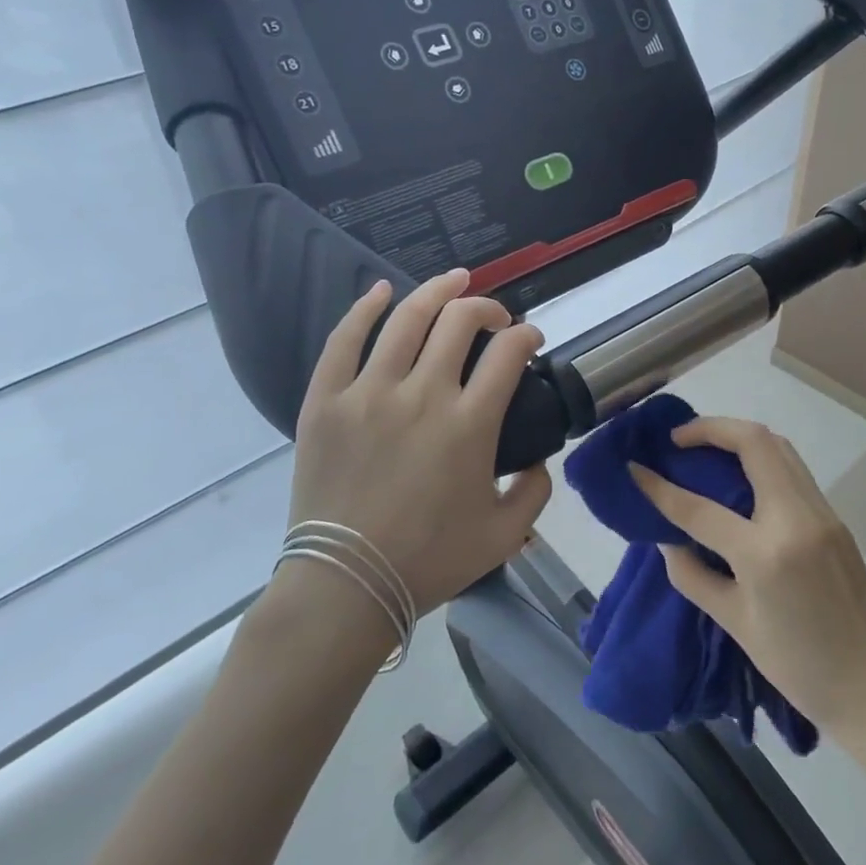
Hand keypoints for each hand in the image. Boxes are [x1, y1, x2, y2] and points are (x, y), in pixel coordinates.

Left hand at [285, 269, 552, 613]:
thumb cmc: (428, 560)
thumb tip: (539, 458)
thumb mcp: (503, 536)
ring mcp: (369, 392)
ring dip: (437, 291)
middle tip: (495, 318)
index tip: (530, 339)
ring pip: (407, 318)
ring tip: (454, 280)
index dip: (527, 335)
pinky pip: (343, 340)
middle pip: (460, 321)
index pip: (508, 353)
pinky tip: (381, 291)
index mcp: (469, 424)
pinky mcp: (327, 400)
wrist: (346, 584)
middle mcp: (422, 394)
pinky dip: (364, 309)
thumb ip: (535, 491)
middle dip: (487, 308)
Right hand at [631, 418, 865, 737]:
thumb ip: (692, 575)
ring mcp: (821, 513)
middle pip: (753, 442)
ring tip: (704, 448)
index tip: (634, 467)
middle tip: (676, 440)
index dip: (659, 486)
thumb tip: (668, 537)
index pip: (699, 507)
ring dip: (737, 436)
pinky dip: (761, 457)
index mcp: (765, 555)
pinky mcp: (834, 517)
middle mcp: (796, 519)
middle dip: (709, 428)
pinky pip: (793, 468)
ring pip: (778, 446)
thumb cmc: (799, 668)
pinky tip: (739, 474)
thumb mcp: (734, 624)